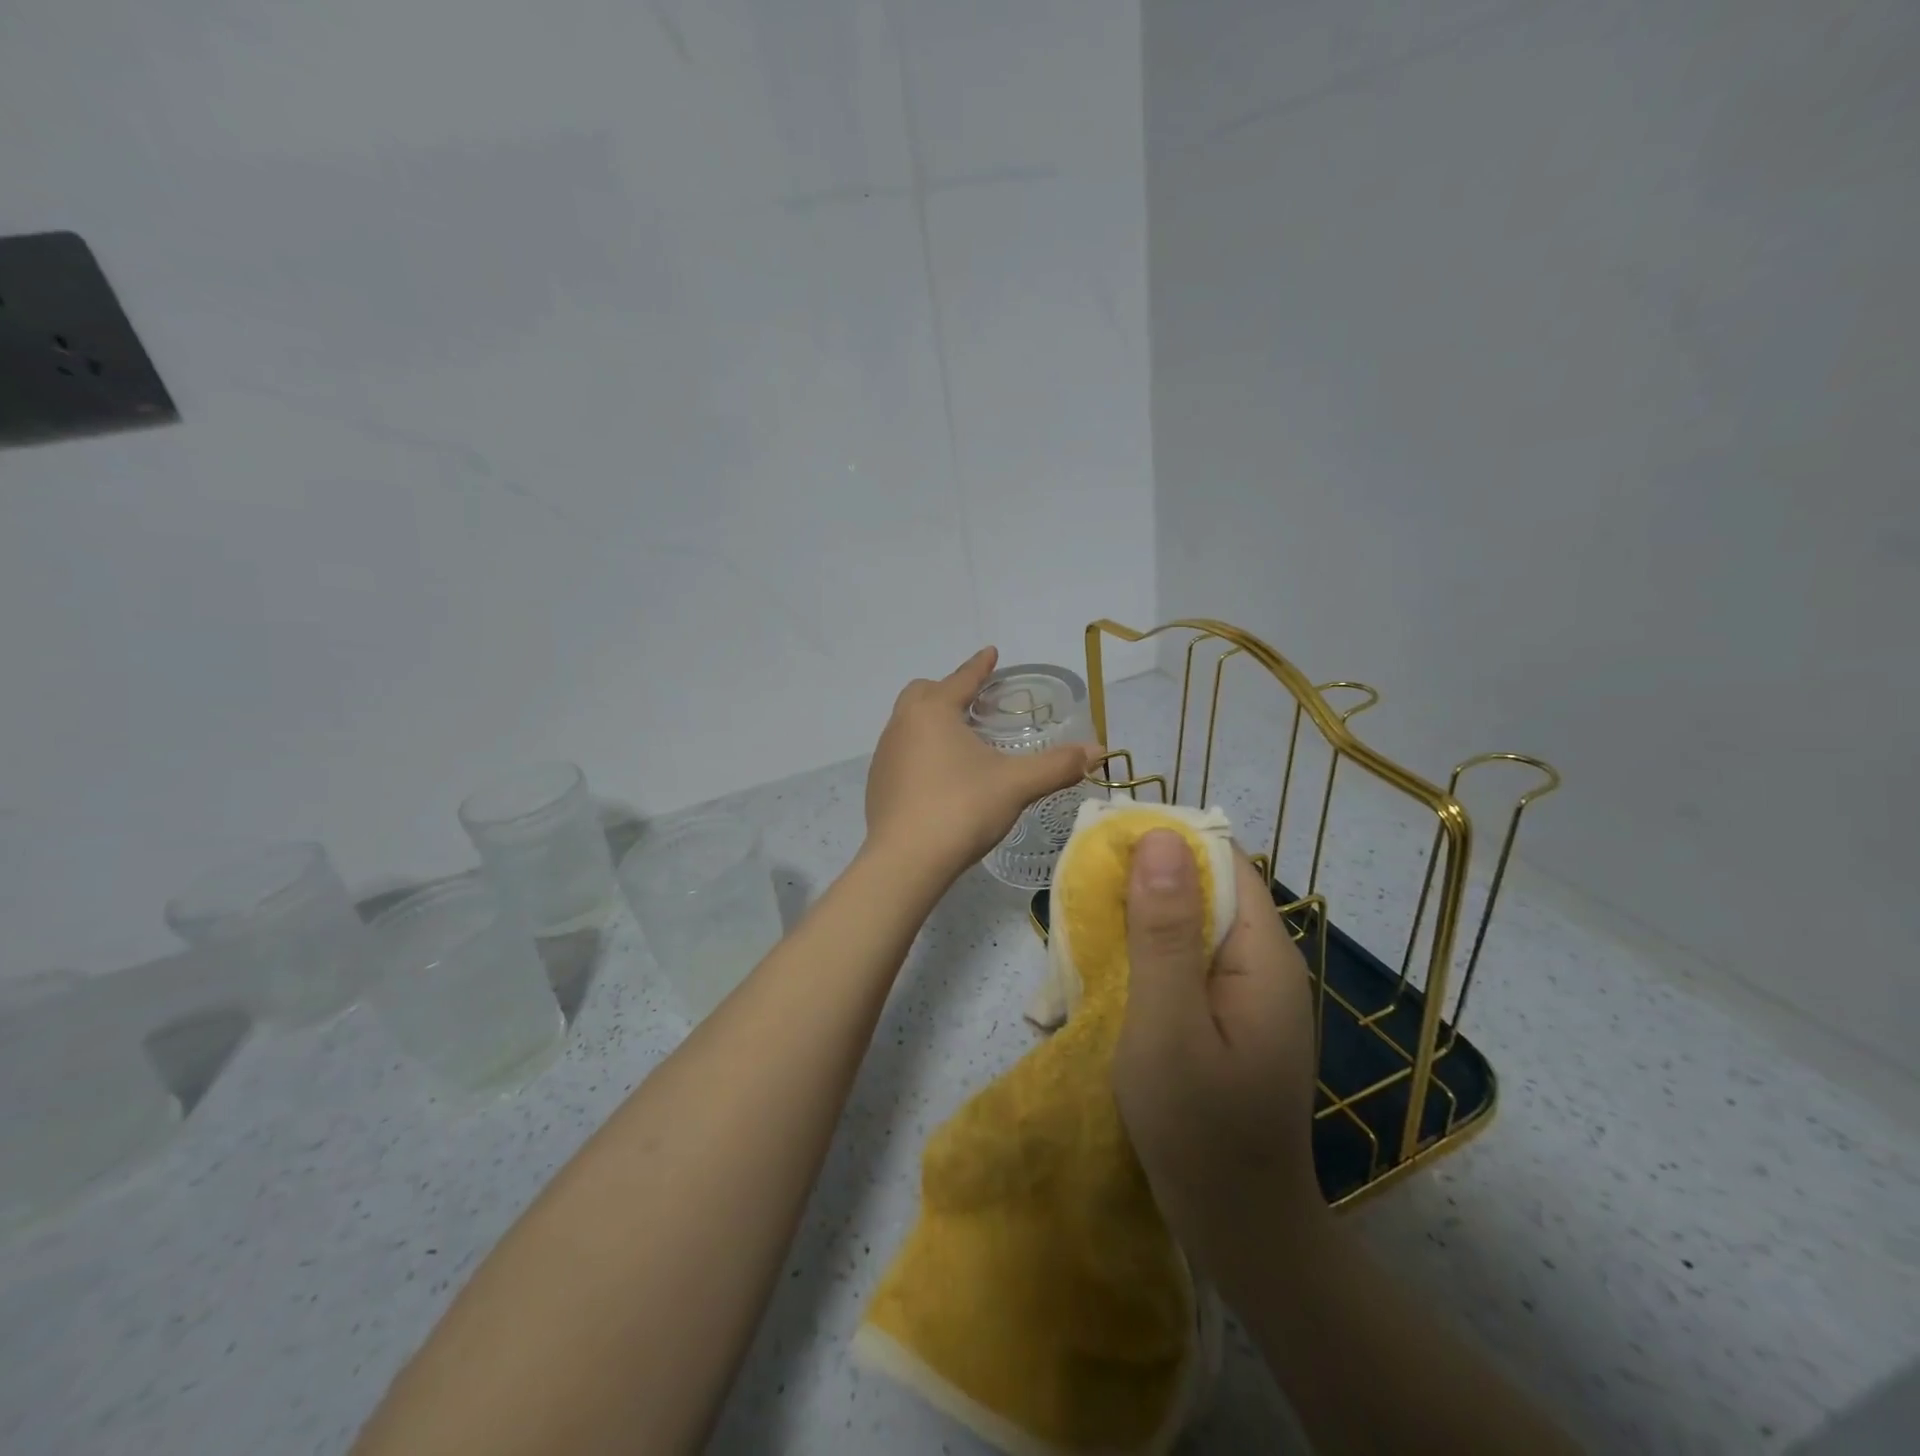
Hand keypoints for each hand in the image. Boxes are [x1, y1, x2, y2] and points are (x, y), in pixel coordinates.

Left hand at [864, 647, 1097, 879]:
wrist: (906, 861)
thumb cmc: (962, 809)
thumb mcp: (1016, 784)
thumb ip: (1057, 765)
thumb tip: (1098, 751)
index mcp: (933, 711)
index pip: (961, 678)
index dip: (980, 666)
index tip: (991, 653)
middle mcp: (902, 724)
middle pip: (923, 693)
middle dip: (948, 690)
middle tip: (974, 701)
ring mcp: (885, 755)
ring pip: (907, 723)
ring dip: (931, 722)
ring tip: (959, 739)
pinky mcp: (877, 785)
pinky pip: (901, 754)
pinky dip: (920, 752)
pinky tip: (939, 777)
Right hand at [1112, 831, 1324, 1283]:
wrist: (1241, 1231)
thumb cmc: (1200, 1130)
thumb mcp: (1167, 1024)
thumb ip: (1162, 930)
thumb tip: (1159, 837)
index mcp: (1262, 954)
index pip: (1220, 861)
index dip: (1164, 844)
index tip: (1103, 847)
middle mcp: (1263, 963)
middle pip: (1205, 891)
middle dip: (1143, 884)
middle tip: (1081, 898)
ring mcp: (1248, 994)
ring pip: (1190, 928)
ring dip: (1139, 923)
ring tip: (1083, 934)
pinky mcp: (1229, 1019)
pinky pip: (1187, 965)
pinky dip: (1147, 959)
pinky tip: (1108, 978)